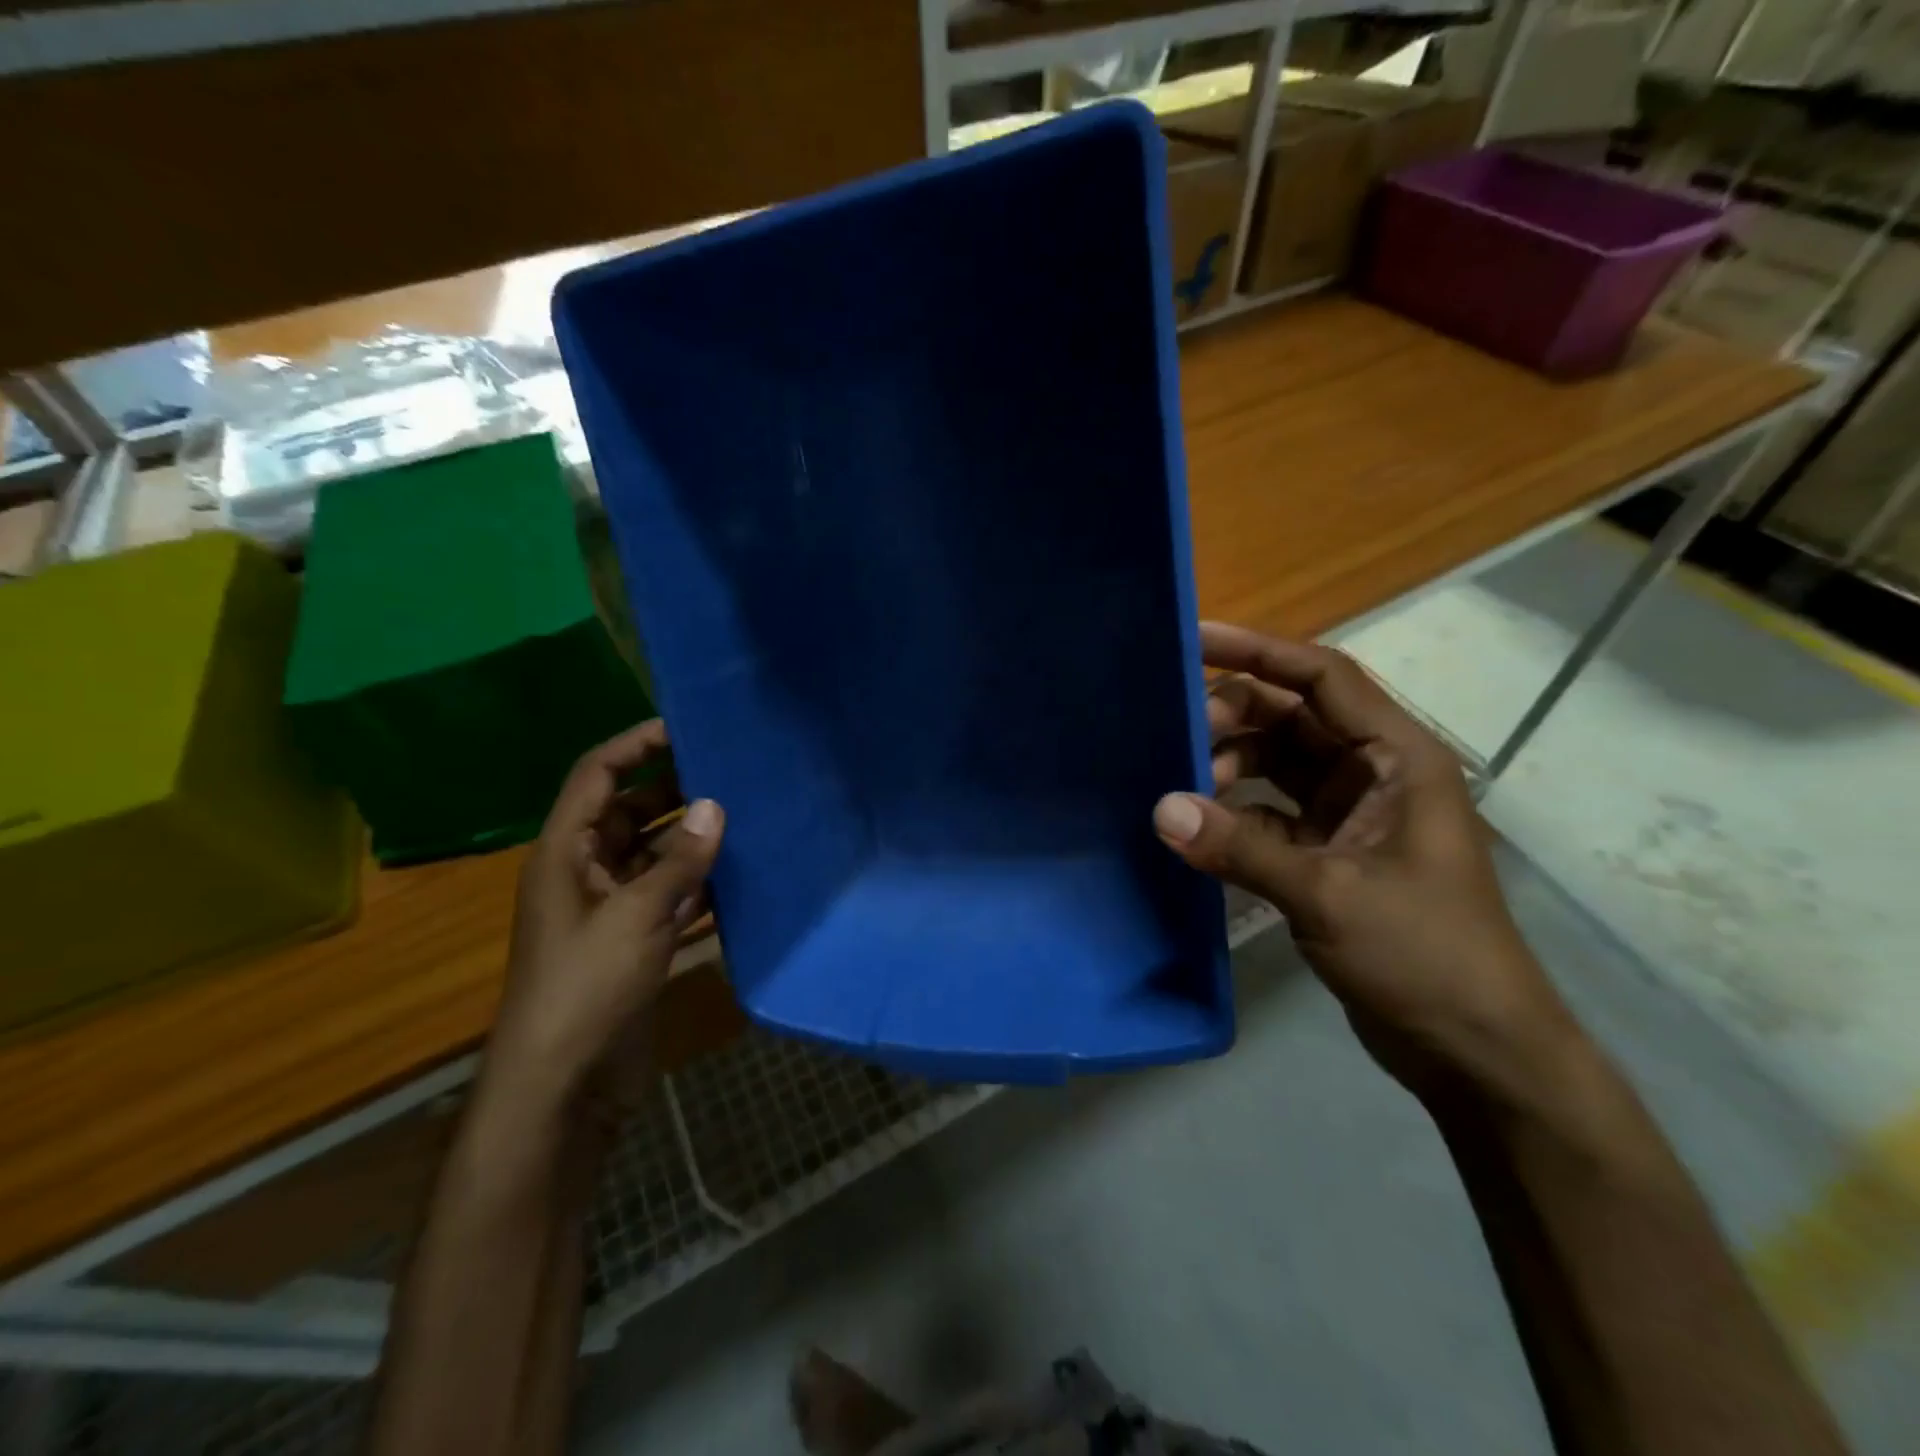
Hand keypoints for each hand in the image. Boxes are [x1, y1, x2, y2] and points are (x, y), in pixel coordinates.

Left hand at [487, 721, 724, 1120]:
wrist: (564, 1085)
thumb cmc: (586, 988)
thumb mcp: (636, 916)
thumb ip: (679, 861)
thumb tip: (714, 806)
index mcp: (565, 853)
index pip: (596, 777)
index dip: (635, 746)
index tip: (684, 727)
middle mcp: (586, 872)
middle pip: (629, 812)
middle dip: (674, 790)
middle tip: (731, 772)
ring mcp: (612, 909)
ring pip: (655, 855)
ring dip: (692, 839)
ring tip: (747, 815)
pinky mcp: (636, 941)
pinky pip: (670, 895)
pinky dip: (699, 882)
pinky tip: (741, 873)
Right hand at [1153, 623, 1578, 1100]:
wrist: (1475, 1050)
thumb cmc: (1425, 955)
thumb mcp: (1329, 894)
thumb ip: (1241, 848)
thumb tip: (1160, 810)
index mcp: (1398, 757)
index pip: (1324, 678)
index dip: (1260, 651)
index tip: (1197, 639)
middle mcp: (1375, 772)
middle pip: (1293, 715)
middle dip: (1234, 715)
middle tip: (1175, 729)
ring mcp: (1352, 813)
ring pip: (1278, 762)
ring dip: (1230, 764)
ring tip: (1184, 784)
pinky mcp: (1331, 852)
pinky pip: (1270, 810)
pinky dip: (1234, 810)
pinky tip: (1199, 824)